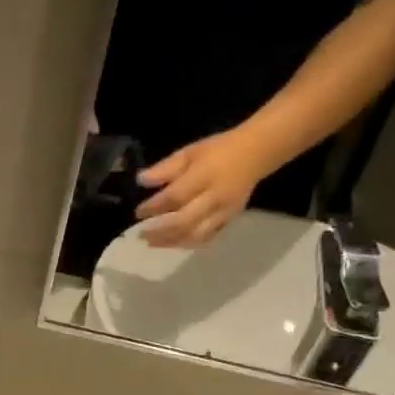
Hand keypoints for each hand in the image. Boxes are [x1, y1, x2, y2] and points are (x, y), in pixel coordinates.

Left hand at [132, 128, 274, 245]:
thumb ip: (165, 168)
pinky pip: (208, 237)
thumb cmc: (218, 151)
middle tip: (141, 234)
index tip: (138, 212)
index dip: (154, 207)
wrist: (256, 153)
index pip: (175, 197)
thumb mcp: (190, 152)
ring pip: (195, 234)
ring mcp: (224, 211)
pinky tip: (173, 243)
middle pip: (184, 221)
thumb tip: (141, 181)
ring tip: (152, 243)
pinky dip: (188, 243)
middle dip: (159, 231)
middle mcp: (215, 197)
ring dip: (171, 242)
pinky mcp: (230, 219)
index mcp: (204, 176)